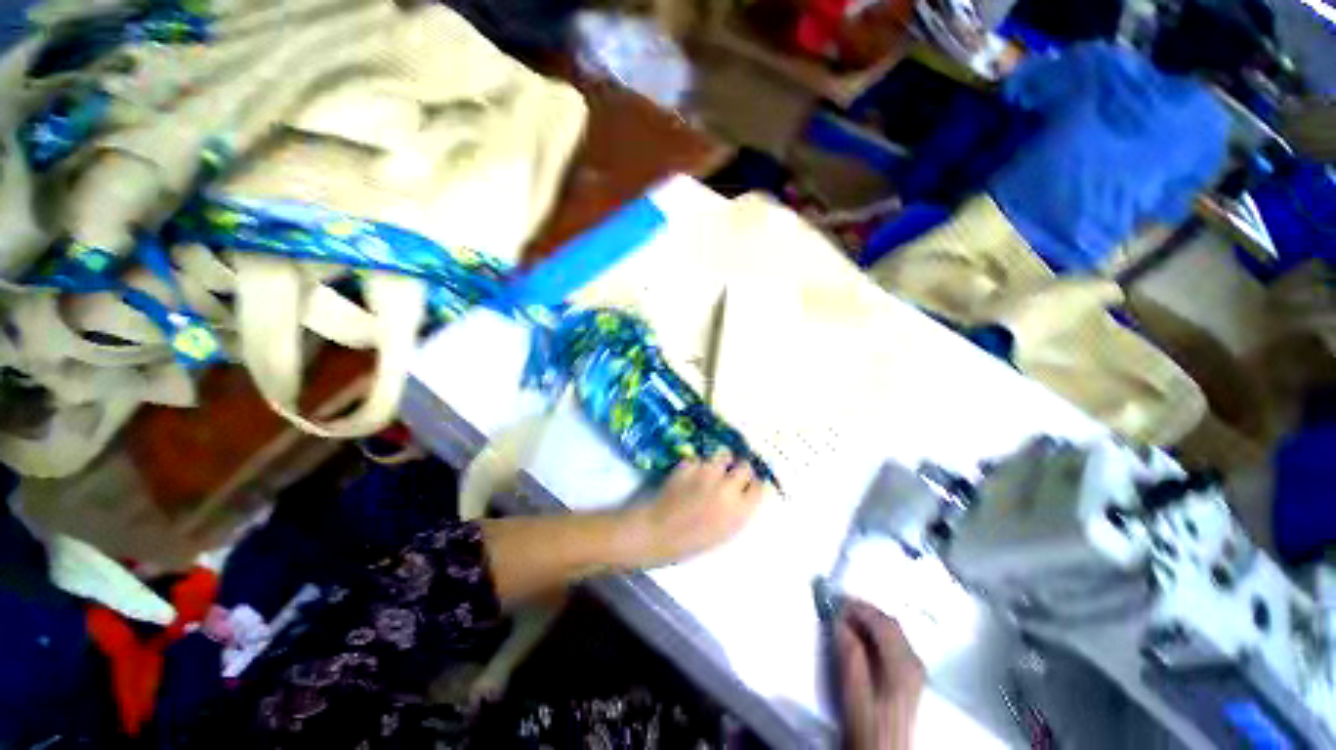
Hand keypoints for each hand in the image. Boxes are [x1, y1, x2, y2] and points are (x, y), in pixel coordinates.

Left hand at [630, 452, 767, 566]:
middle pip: (745, 466)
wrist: (659, 531)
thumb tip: (749, 489)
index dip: (753, 483)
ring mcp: (707, 473)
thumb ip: (741, 509)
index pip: (759, 485)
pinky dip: (698, 464)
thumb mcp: (726, 531)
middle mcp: (727, 487)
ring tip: (711, 471)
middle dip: (740, 468)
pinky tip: (691, 475)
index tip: (747, 483)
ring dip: (721, 462)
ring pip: (724, 455)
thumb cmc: (693, 539)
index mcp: (740, 510)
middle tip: (731, 474)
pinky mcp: (690, 464)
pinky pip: (700, 458)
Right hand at [838, 599, 925, 749]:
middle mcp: (914, 663)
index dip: (857, 606)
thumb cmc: (867, 725)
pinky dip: (877, 636)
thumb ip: (848, 651)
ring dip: (870, 623)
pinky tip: (862, 642)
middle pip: (890, 624)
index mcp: (902, 663)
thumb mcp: (853, 690)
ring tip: (847, 622)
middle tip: (839, 609)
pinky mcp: (911, 682)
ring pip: (893, 633)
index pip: (881, 620)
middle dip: (864, 612)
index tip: (835, 601)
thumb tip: (839, 620)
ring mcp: (915, 673)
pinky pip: (895, 645)